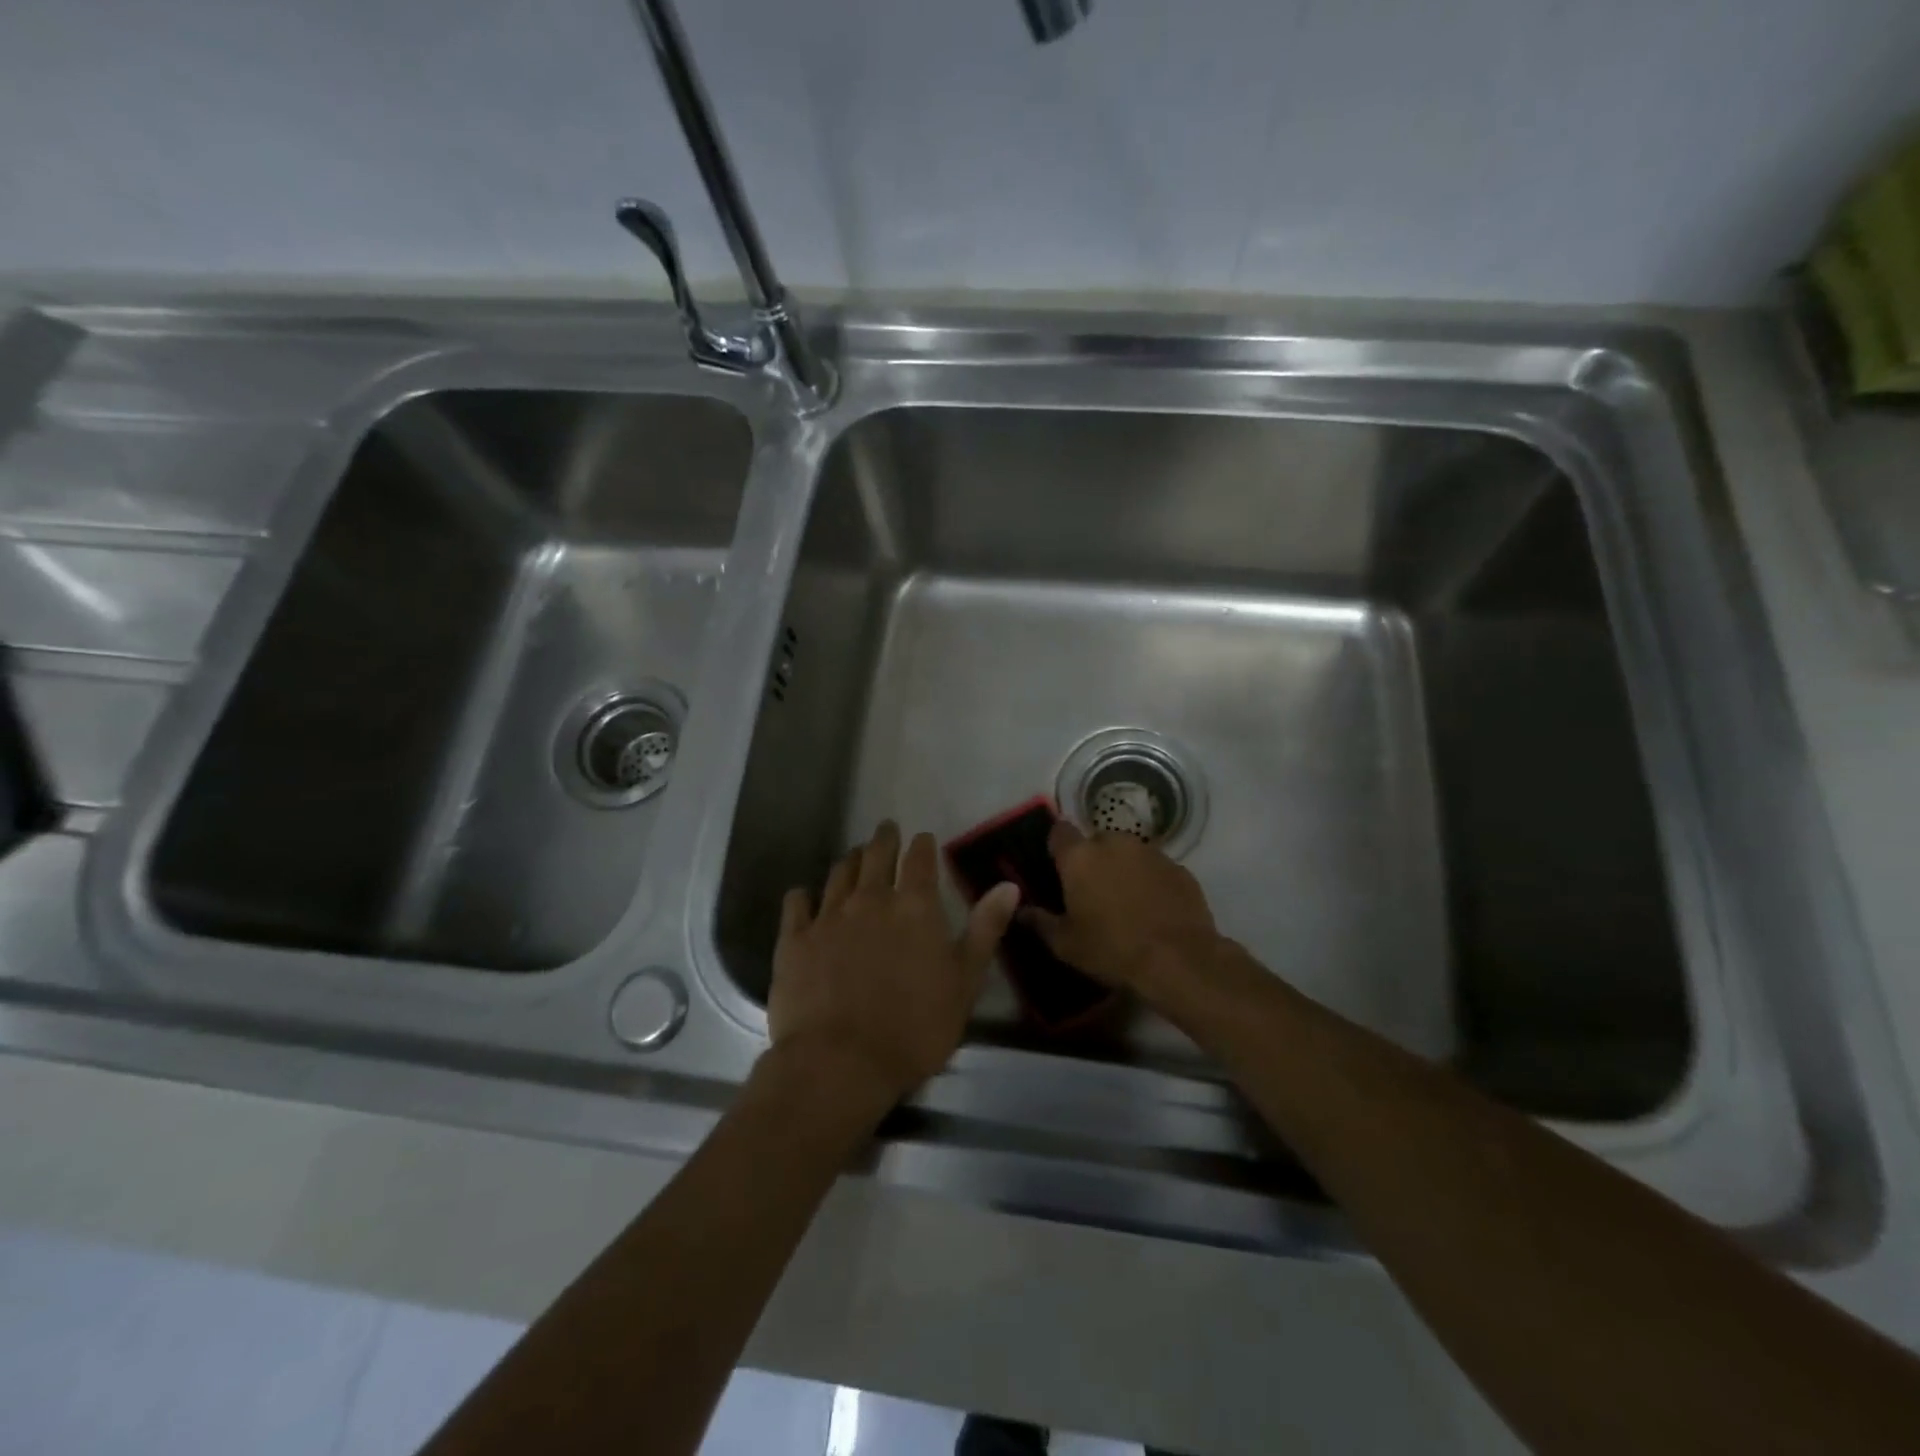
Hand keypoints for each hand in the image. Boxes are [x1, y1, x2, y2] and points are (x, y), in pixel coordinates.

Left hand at [770, 822, 1020, 1104]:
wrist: (841, 1062)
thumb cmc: (914, 1027)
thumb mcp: (964, 982)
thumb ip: (985, 930)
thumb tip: (1008, 885)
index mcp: (914, 907)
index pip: (920, 860)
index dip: (923, 845)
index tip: (923, 838)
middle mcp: (870, 899)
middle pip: (876, 855)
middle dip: (884, 839)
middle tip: (887, 830)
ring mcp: (828, 916)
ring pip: (839, 873)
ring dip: (850, 860)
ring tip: (854, 855)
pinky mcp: (795, 939)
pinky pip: (797, 903)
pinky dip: (803, 895)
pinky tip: (805, 896)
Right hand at [1023, 821, 1222, 990]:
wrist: (1179, 960)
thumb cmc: (1112, 949)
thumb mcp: (1065, 944)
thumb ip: (1040, 922)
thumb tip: (1020, 911)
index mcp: (1080, 857)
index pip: (1059, 831)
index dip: (1057, 846)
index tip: (1057, 865)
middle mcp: (1114, 843)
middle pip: (1096, 841)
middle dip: (1092, 859)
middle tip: (1091, 890)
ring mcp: (1150, 852)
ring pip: (1128, 852)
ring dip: (1123, 868)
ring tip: (1125, 901)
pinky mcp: (1179, 868)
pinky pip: (1155, 868)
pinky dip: (1150, 881)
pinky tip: (1153, 908)